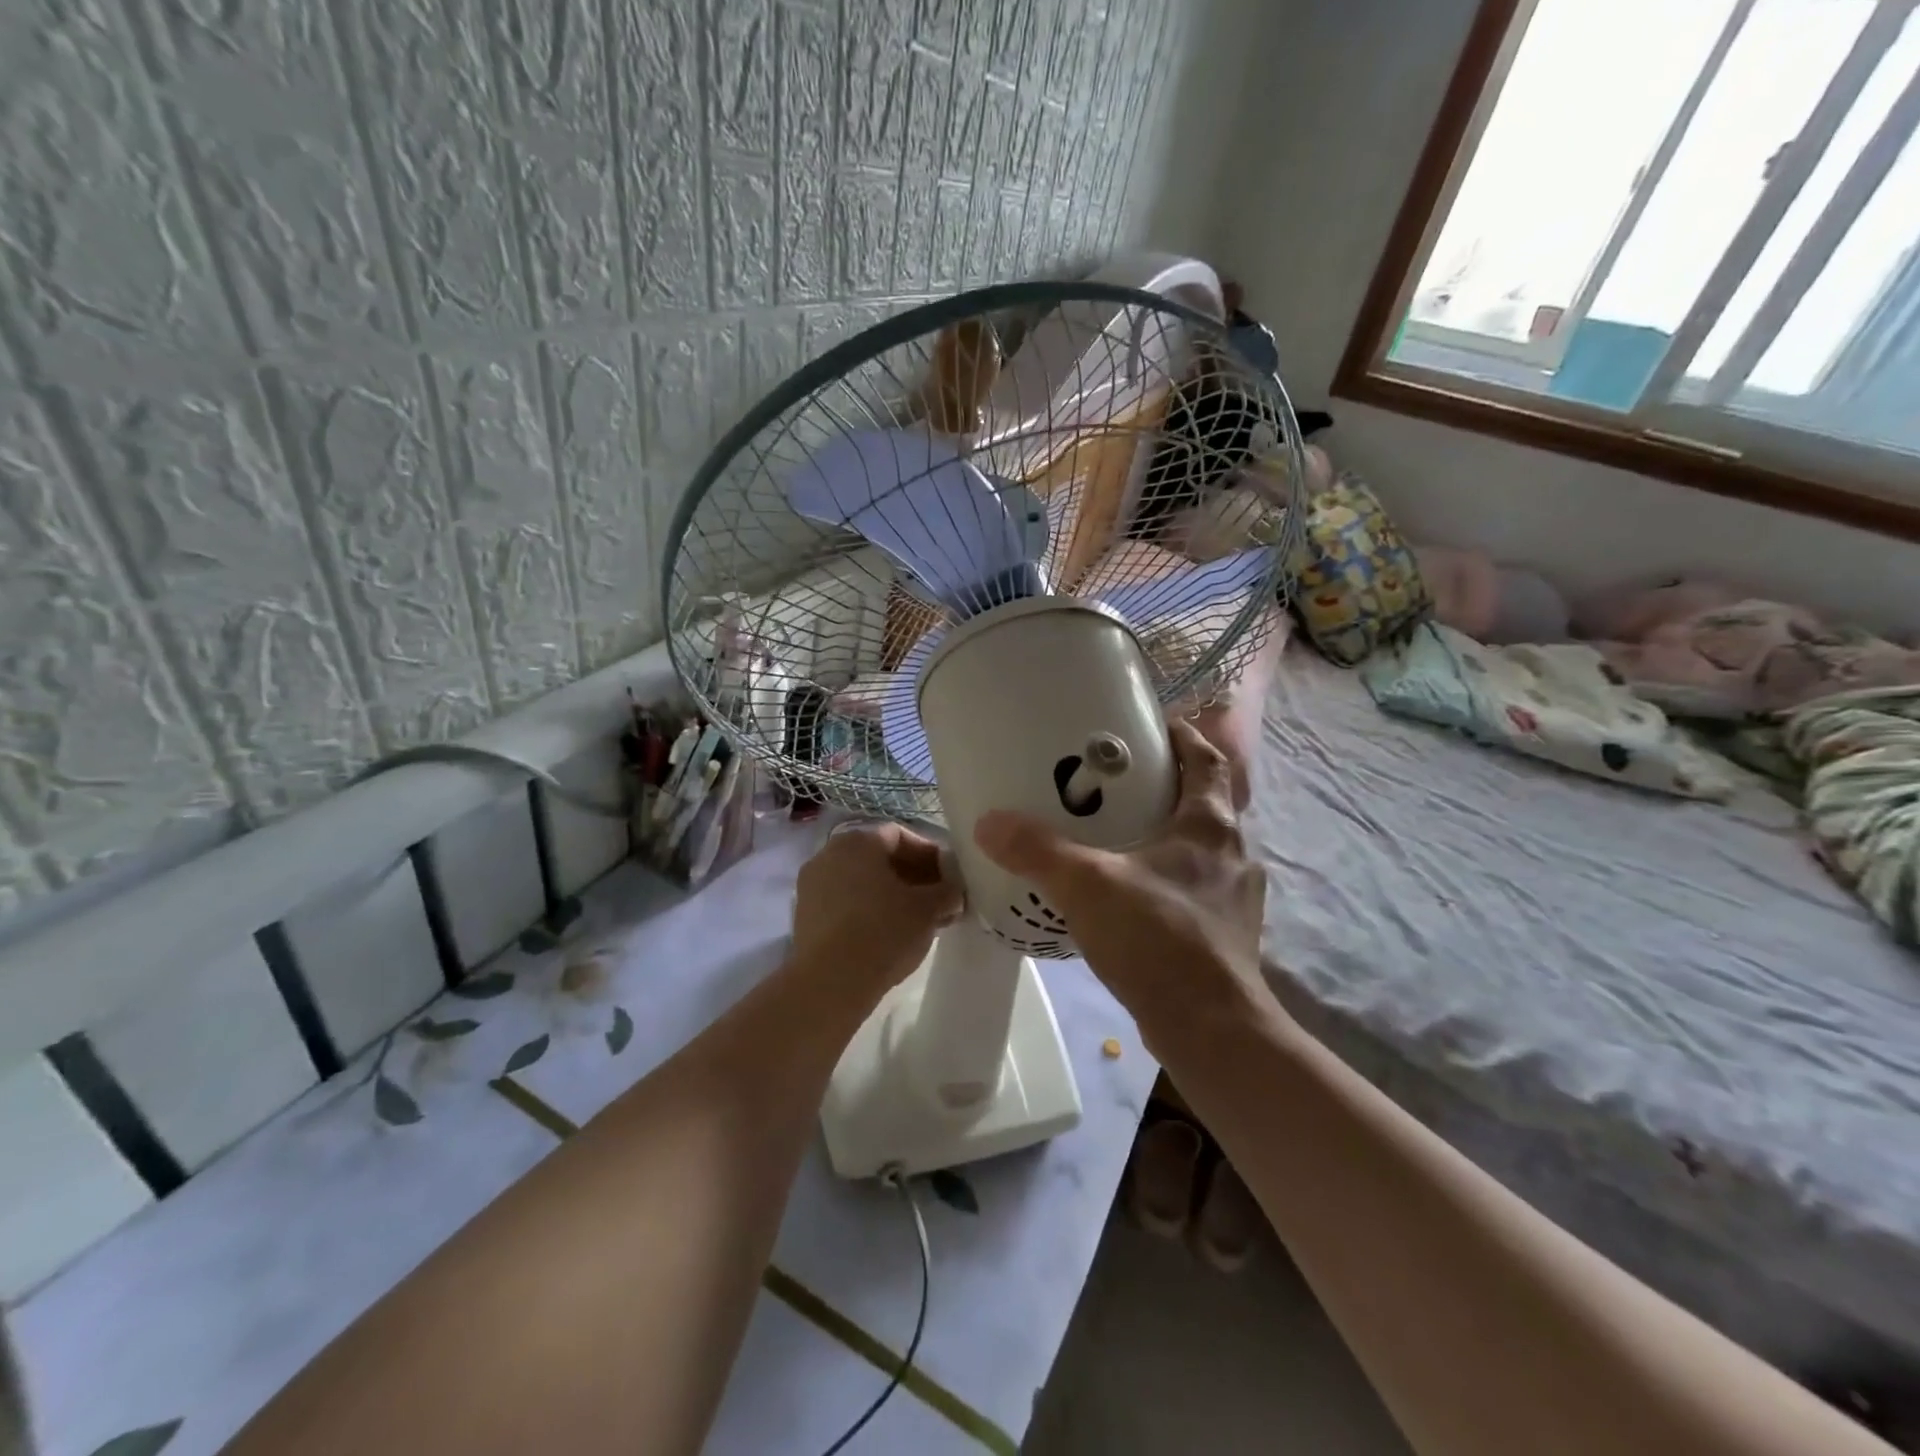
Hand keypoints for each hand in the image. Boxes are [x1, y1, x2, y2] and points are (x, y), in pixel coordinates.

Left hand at [790, 821, 962, 997]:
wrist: (831, 983)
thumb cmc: (884, 932)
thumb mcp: (929, 909)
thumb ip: (948, 892)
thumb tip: (954, 892)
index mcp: (858, 841)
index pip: (900, 835)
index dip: (929, 854)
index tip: (949, 878)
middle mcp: (829, 854)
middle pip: (879, 858)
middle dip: (912, 876)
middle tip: (937, 899)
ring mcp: (812, 884)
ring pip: (861, 881)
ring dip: (892, 894)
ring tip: (918, 920)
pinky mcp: (804, 915)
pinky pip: (845, 901)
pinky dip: (869, 909)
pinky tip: (890, 933)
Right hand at [972, 720, 1264, 1034]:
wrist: (1211, 1029)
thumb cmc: (1159, 938)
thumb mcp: (1088, 885)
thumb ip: (1038, 850)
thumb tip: (988, 822)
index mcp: (1210, 825)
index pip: (1207, 760)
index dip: (1183, 737)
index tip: (1152, 725)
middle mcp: (1231, 854)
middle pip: (1204, 802)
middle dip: (1166, 786)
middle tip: (1116, 781)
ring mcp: (1231, 898)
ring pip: (1199, 849)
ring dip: (1165, 836)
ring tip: (1116, 836)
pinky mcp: (1223, 934)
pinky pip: (1191, 888)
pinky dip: (1163, 879)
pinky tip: (1128, 895)